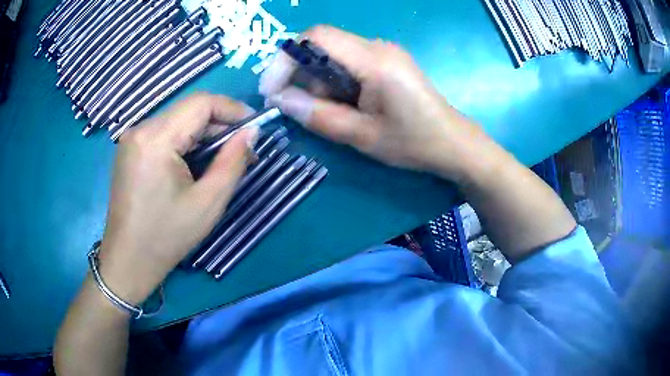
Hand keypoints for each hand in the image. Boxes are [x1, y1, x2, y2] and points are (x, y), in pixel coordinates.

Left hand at [97, 94, 258, 304]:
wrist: (128, 260)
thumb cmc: (166, 237)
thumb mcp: (208, 202)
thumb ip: (233, 161)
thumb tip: (251, 132)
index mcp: (155, 139)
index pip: (201, 102)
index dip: (232, 109)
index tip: (254, 127)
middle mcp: (140, 129)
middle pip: (188, 110)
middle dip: (219, 125)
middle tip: (242, 150)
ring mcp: (132, 139)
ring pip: (177, 121)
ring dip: (203, 135)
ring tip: (221, 160)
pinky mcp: (130, 150)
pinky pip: (164, 133)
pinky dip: (185, 142)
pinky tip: (195, 164)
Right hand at [260, 25, 486, 181]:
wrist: (453, 144)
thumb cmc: (413, 143)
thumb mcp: (361, 135)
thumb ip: (317, 115)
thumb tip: (280, 100)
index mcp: (375, 60)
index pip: (316, 37)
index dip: (285, 58)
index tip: (272, 89)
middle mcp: (378, 46)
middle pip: (322, 44)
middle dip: (300, 74)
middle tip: (297, 107)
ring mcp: (384, 52)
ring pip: (333, 55)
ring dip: (318, 81)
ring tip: (328, 112)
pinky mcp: (386, 62)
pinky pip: (348, 62)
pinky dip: (334, 82)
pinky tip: (343, 105)